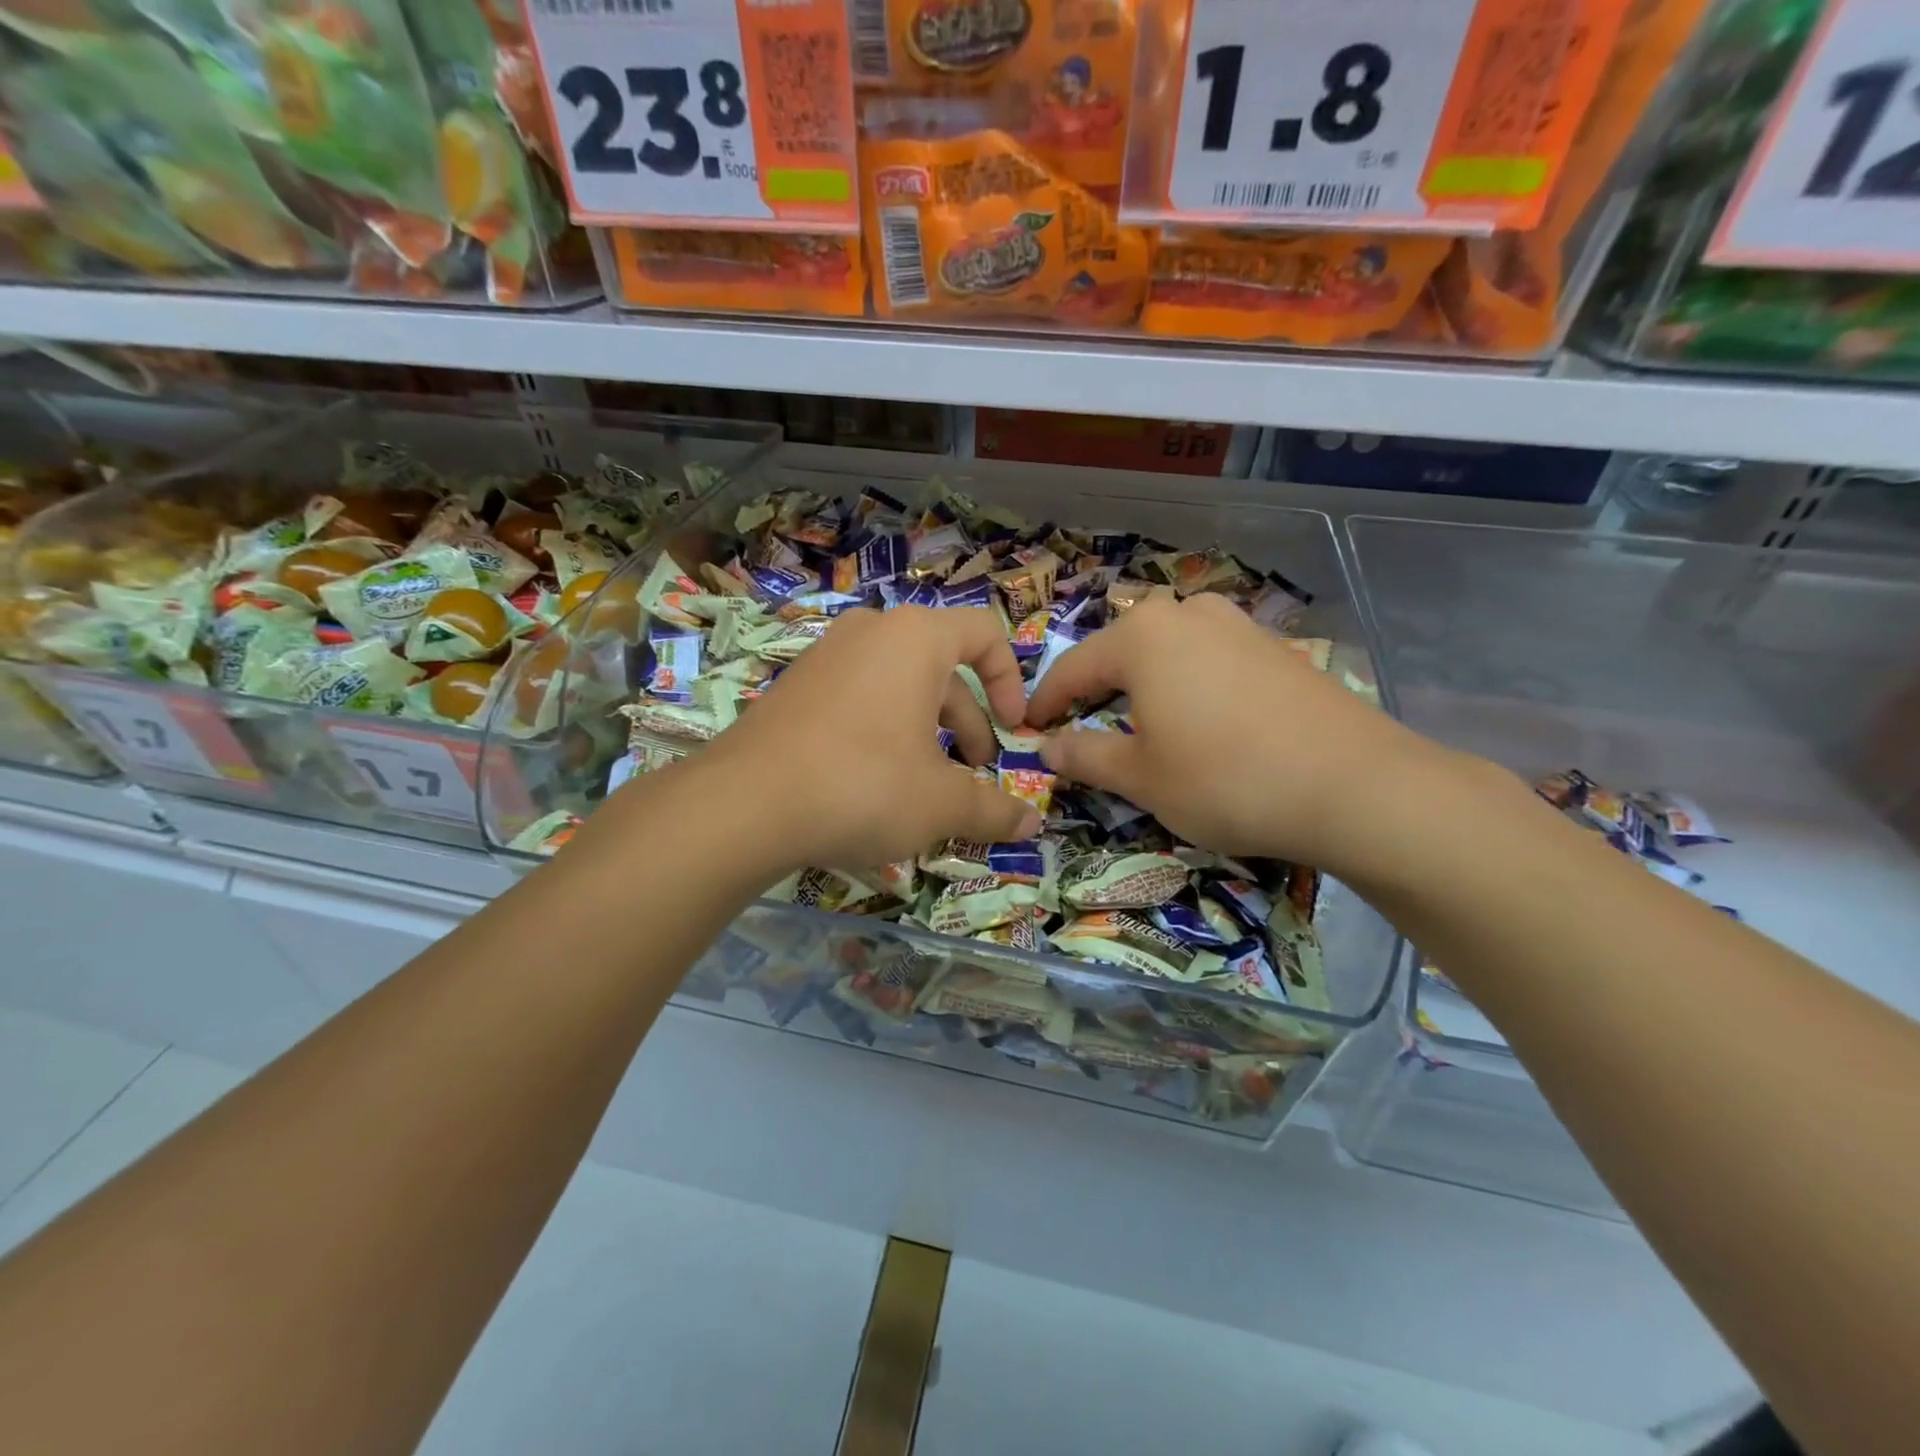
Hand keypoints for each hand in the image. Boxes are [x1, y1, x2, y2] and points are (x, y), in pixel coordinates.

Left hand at [686, 606, 1041, 873]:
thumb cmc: (864, 785)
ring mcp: (825, 657)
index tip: (1013, 730)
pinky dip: (883, 732)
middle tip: (975, 772)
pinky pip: (859, 699)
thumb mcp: (941, 803)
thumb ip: (992, 809)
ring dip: (927, 731)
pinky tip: (876, 784)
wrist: (744, 804)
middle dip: (968, 722)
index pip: (984, 634)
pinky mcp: (795, 688)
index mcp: (915, 638)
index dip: (1010, 682)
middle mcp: (870, 633)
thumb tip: (1032, 824)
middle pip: (942, 668)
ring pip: (898, 687)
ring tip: (928, 786)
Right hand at [1024, 591, 1450, 875]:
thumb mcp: (1141, 777)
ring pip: (1167, 651)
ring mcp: (1237, 625)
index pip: (1072, 668)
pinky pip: (1209, 659)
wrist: (1354, 786)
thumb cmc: (1225, 780)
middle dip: (1096, 690)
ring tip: (1140, 724)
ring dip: (1142, 685)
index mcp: (1142, 636)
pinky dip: (1187, 685)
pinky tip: (1200, 721)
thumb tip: (1047, 746)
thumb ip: (1085, 755)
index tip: (1028, 730)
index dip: (1046, 702)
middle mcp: (1187, 614)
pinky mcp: (1274, 647)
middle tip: (1082, 730)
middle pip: (1121, 652)